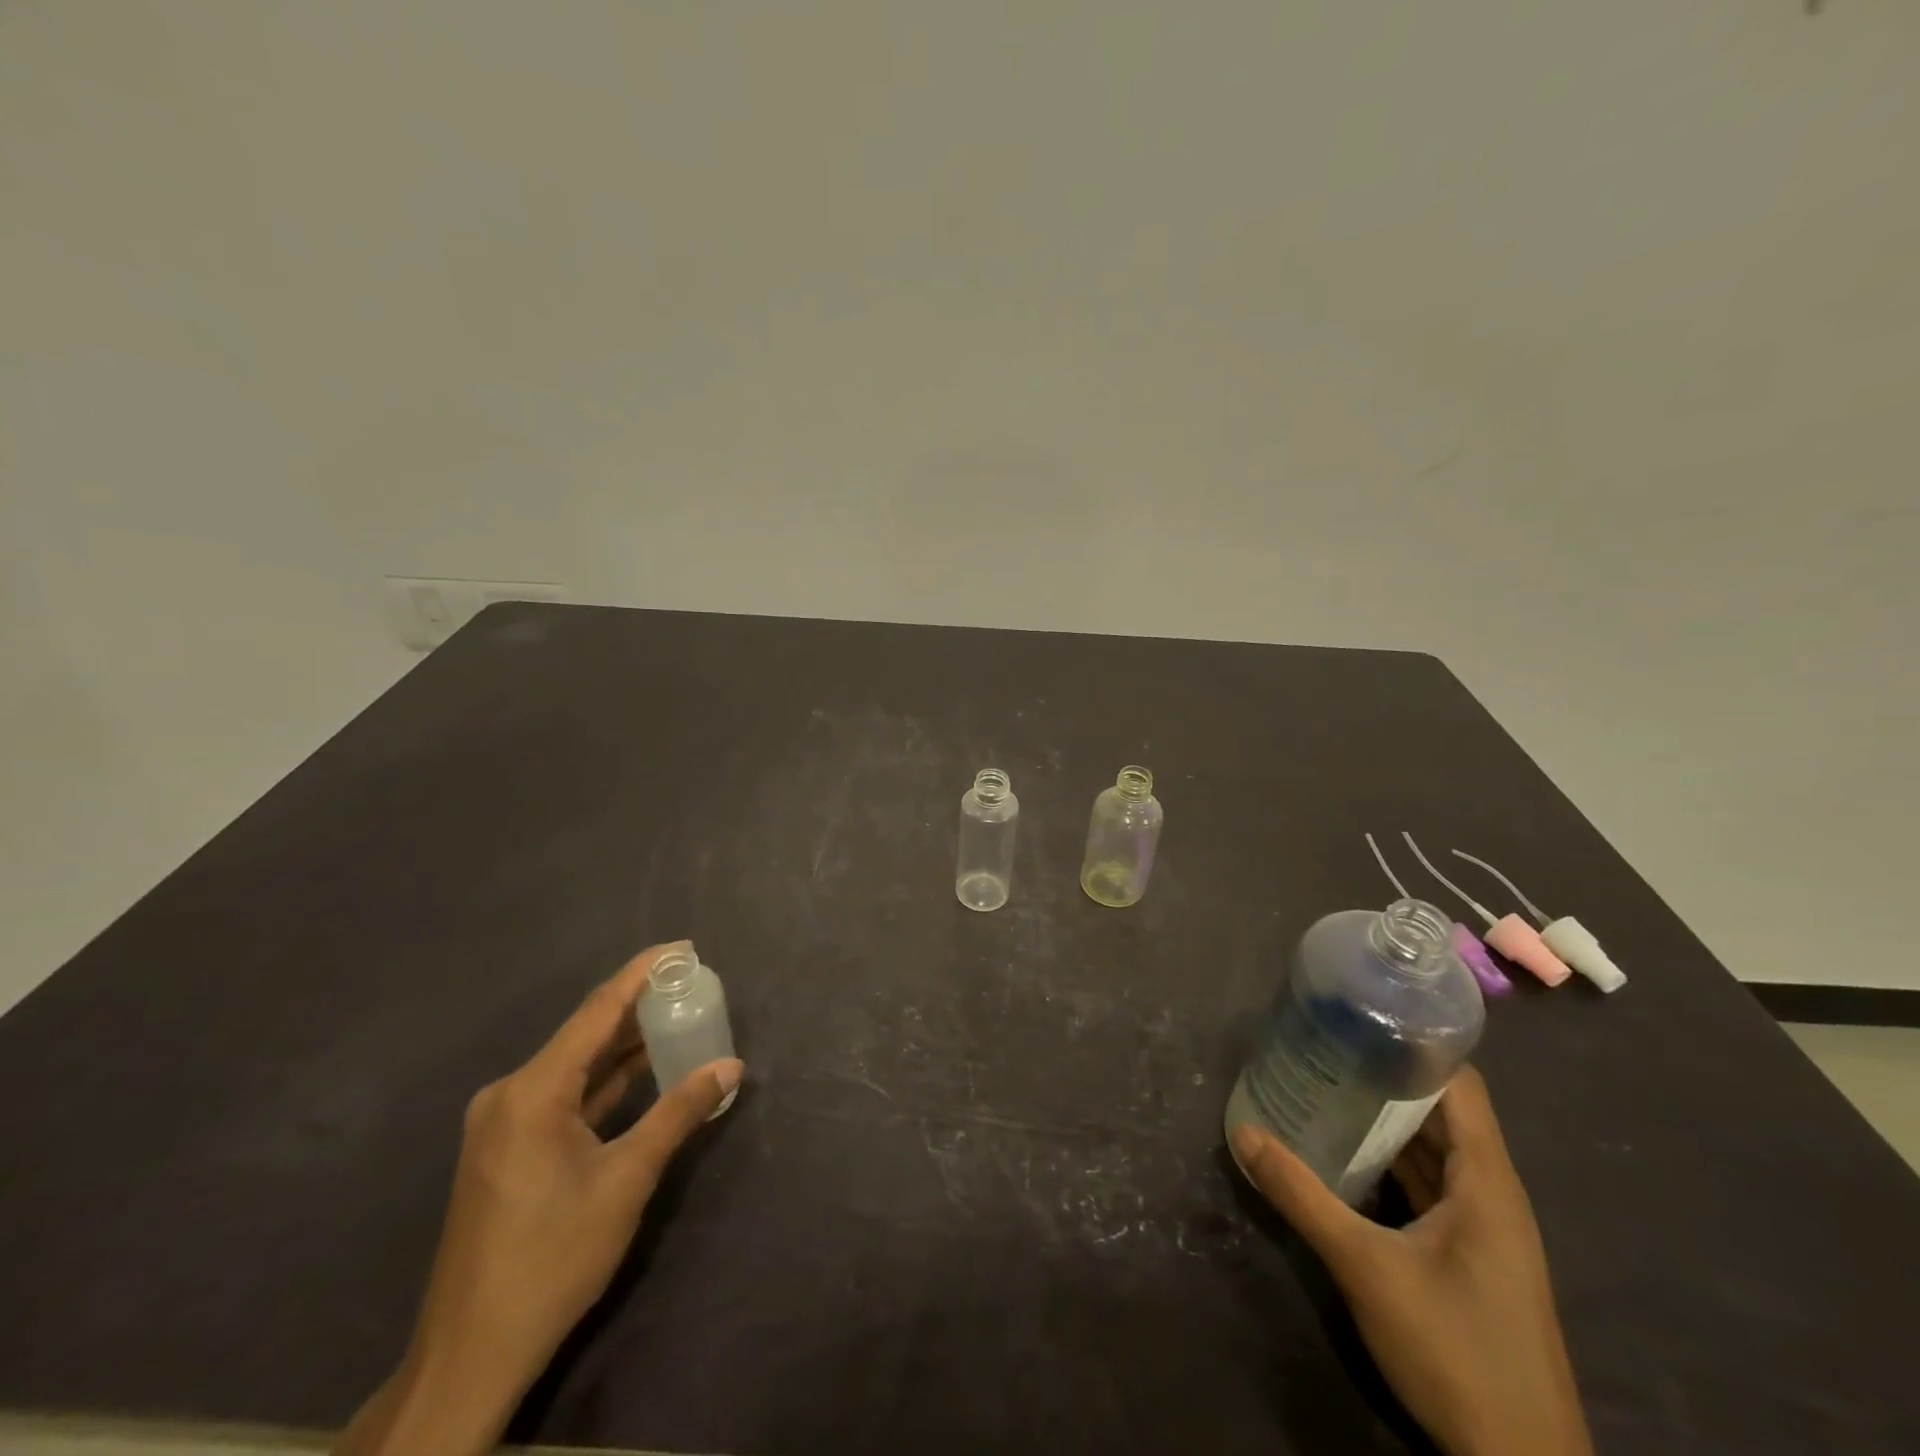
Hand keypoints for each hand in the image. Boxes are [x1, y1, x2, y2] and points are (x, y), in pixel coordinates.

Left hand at [335, 943, 744, 1455]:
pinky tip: (643, 1066)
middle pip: (586, 1033)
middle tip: (690, 981)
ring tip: (677, 1013)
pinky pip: (566, 1093)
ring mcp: (505, 1121)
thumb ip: (678, 1113)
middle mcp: (511, 1093)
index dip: (642, 973)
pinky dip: (606, 1079)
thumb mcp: (626, 1180)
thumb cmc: (552, 1258)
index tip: (682, 948)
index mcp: (532, 1091)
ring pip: (577, 1064)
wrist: (471, 1354)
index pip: (597, 1011)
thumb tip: (730, 1067)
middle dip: (639, 1005)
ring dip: (625, 1044)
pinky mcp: (509, 1146)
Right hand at [1232, 1068, 1591, 1455]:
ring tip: (1325, 1088)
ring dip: (1386, 1124)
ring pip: (1434, 1153)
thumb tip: (1244, 1135)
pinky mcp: (1470, 1257)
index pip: (1459, 1085)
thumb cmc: (1457, 1350)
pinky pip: (1430, 1188)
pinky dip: (1391, 1164)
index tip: (1358, 1020)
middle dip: (1386, 1080)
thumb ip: (1303, 1197)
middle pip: (1441, 1114)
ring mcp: (1484, 1229)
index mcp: (1488, 1181)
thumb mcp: (1367, 1269)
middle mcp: (1492, 1194)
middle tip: (1323, 1048)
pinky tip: (1346, 1157)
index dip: (1415, 1046)